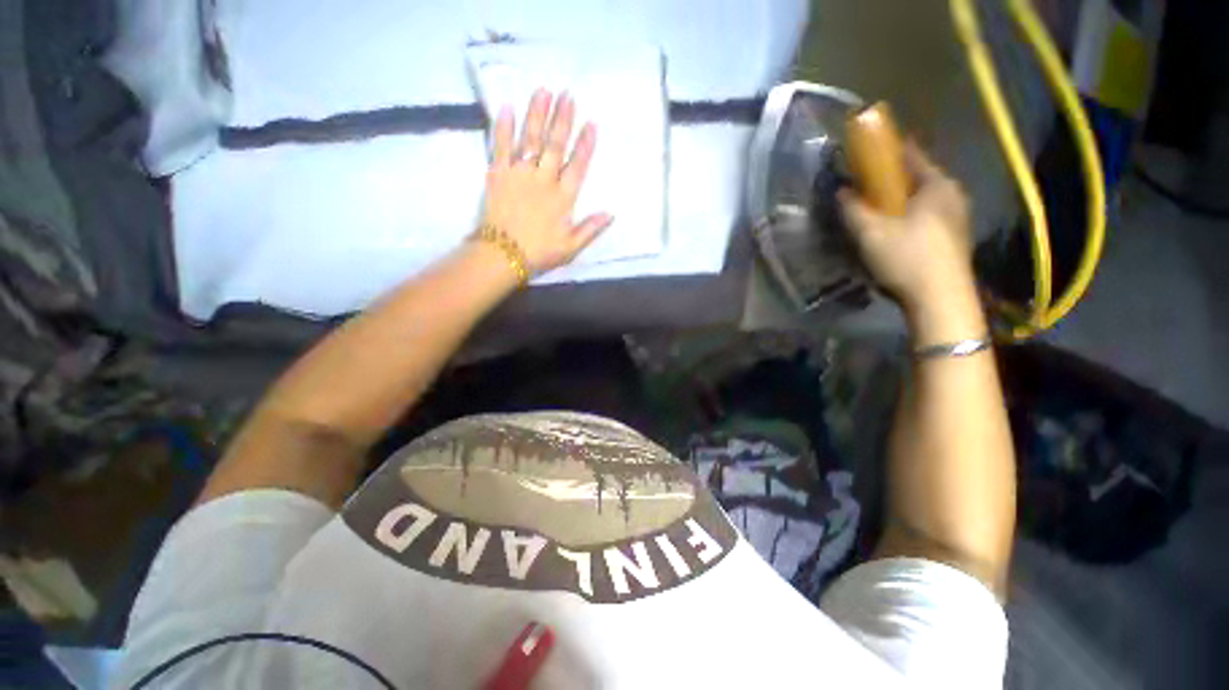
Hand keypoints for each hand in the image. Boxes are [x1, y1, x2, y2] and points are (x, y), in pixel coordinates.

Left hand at [481, 89, 613, 275]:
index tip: (591, 123)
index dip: (585, 145)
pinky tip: (506, 107)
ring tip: (543, 91)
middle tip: (567, 94)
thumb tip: (611, 213)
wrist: (503, 254)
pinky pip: (501, 145)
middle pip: (555, 145)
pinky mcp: (498, 173)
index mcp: (563, 197)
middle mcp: (543, 180)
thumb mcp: (571, 247)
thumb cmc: (539, 252)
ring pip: (531, 139)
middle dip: (562, 119)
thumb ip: (590, 229)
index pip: (577, 166)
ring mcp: (520, 174)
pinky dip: (503, 126)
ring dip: (537, 114)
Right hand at [839, 142, 975, 313]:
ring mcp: (958, 218)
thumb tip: (841, 191)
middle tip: (866, 188)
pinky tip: (895, 233)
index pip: (911, 155)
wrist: (940, 301)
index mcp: (937, 185)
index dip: (887, 152)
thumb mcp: (870, 233)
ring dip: (900, 202)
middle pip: (918, 179)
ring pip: (923, 200)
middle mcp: (953, 195)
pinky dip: (910, 218)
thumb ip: (853, 209)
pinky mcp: (955, 239)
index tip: (867, 153)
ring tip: (877, 212)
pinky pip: (928, 218)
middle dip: (891, 181)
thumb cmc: (906, 258)